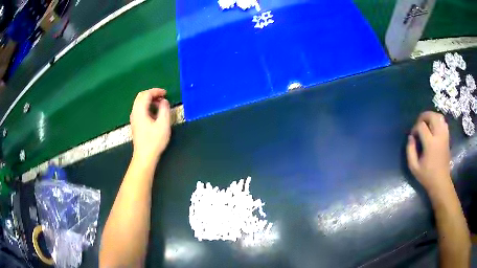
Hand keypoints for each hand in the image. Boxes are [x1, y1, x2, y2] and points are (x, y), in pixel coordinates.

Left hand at [130, 88, 170, 163]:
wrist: (144, 156)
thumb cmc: (154, 141)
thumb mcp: (163, 124)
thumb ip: (164, 109)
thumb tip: (164, 101)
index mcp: (140, 111)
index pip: (146, 94)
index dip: (156, 91)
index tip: (166, 93)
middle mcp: (134, 112)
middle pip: (141, 96)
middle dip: (152, 94)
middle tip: (162, 97)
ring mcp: (134, 118)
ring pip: (139, 102)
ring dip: (149, 100)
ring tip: (160, 104)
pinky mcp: (135, 123)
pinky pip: (140, 109)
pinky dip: (147, 106)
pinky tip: (154, 112)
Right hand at [406, 111, 451, 194]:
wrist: (441, 182)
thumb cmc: (427, 176)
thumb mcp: (414, 167)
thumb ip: (410, 151)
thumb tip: (410, 137)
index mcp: (430, 144)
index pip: (421, 126)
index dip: (415, 128)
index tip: (413, 136)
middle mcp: (439, 136)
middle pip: (432, 116)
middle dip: (424, 116)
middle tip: (419, 124)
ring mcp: (444, 136)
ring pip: (439, 117)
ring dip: (431, 117)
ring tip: (426, 123)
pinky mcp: (447, 138)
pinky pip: (443, 122)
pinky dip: (438, 121)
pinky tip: (434, 128)